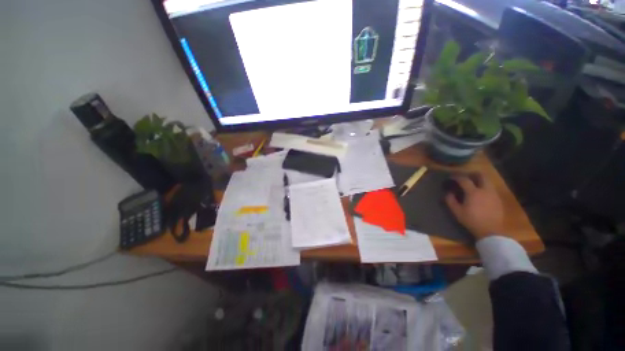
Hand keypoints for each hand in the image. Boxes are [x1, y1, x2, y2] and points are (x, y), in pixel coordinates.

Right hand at [445, 174, 504, 239]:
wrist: (490, 231)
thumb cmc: (471, 220)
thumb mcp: (457, 212)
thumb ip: (450, 200)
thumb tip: (449, 192)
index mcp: (473, 192)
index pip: (464, 180)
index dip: (457, 177)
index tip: (451, 177)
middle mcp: (485, 190)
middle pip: (481, 176)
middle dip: (473, 174)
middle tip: (466, 176)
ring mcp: (493, 194)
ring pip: (488, 181)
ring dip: (480, 180)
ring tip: (473, 184)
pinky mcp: (498, 199)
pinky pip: (491, 189)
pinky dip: (485, 187)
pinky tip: (481, 194)